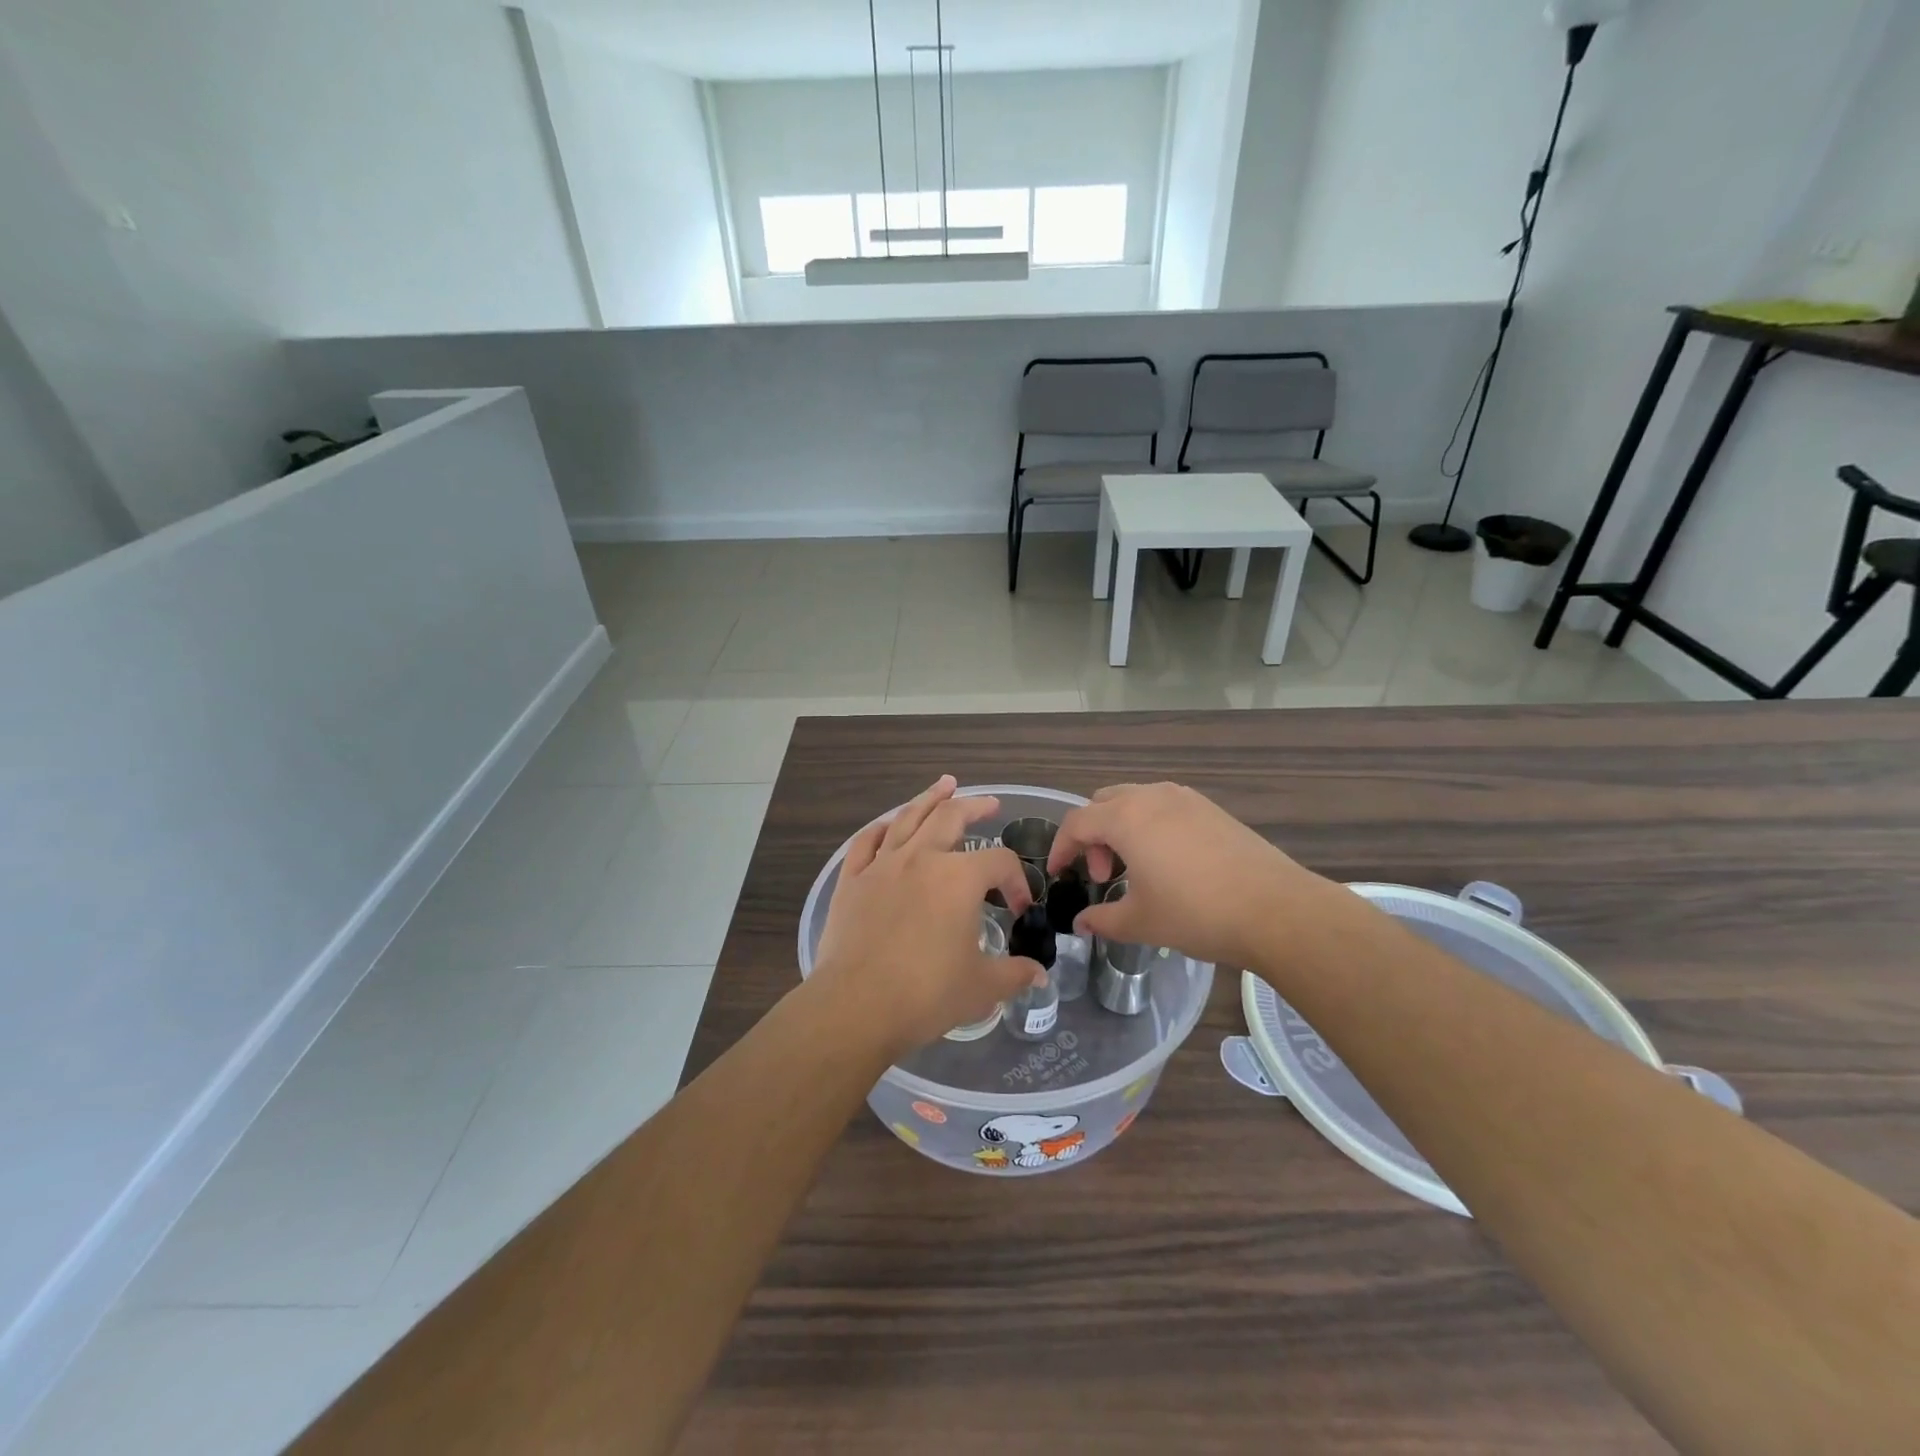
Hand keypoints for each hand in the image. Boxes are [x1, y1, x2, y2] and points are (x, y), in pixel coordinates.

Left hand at [811, 776, 1045, 1057]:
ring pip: (908, 818)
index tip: (1018, 909)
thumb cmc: (926, 994)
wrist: (856, 1005)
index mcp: (959, 878)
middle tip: (990, 803)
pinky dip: (881, 829)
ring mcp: (882, 866)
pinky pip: (866, 843)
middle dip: (975, 807)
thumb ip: (1014, 974)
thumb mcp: (981, 987)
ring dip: (929, 799)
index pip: (999, 863)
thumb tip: (1039, 976)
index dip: (1016, 882)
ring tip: (944, 785)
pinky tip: (888, 825)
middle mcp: (921, 859)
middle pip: (951, 818)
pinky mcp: (852, 881)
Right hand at [1047, 782, 1331, 968]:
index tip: (1057, 873)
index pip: (1076, 823)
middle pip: (1103, 804)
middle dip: (1092, 836)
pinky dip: (1150, 826)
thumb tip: (1082, 924)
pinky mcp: (1211, 809)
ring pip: (1135, 801)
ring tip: (1134, 869)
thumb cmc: (1196, 913)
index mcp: (1126, 818)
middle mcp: (1151, 797)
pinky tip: (1168, 862)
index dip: (1060, 848)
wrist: (1275, 910)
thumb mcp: (1141, 922)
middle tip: (1102, 875)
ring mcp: (1185, 799)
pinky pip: (1164, 806)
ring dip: (1121, 828)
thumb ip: (1103, 920)